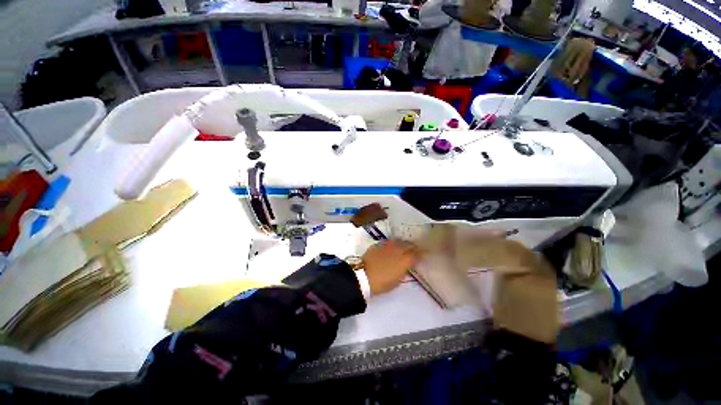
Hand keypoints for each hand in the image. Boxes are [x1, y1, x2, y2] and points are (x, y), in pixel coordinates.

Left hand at [362, 240, 419, 294]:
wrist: (363, 276)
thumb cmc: (381, 283)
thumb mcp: (397, 281)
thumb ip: (403, 271)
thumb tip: (406, 266)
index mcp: (404, 260)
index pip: (416, 254)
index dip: (421, 254)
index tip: (423, 255)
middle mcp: (398, 249)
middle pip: (408, 245)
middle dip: (413, 247)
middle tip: (415, 250)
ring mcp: (388, 245)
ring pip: (399, 241)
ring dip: (403, 244)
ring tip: (404, 247)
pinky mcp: (379, 244)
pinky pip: (389, 241)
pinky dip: (393, 244)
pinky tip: (392, 247)